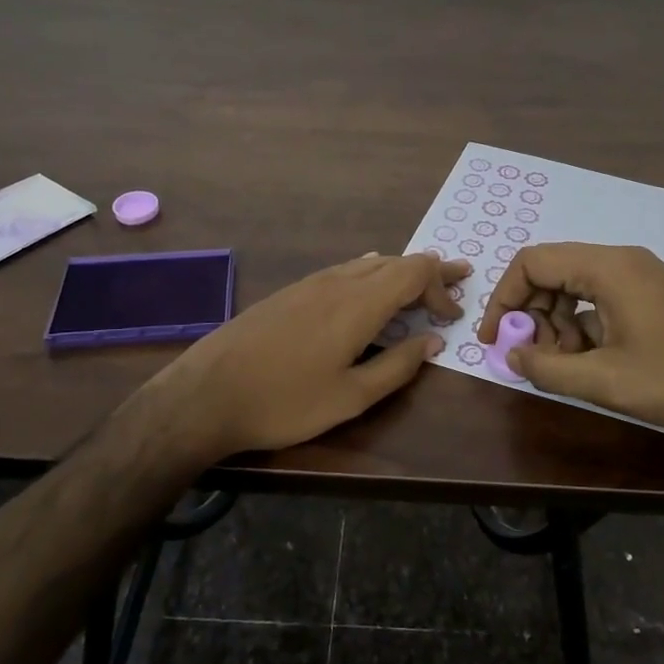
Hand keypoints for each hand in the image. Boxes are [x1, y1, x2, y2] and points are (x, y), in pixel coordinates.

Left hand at [139, 251, 467, 462]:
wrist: (207, 394)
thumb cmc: (285, 401)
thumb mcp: (351, 397)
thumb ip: (398, 366)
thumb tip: (433, 342)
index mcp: (358, 303)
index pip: (414, 272)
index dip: (441, 286)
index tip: (453, 315)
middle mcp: (338, 282)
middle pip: (395, 262)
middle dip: (429, 271)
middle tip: (456, 280)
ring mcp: (310, 283)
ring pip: (368, 264)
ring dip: (399, 272)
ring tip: (419, 285)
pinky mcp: (290, 293)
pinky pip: (344, 271)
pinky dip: (371, 276)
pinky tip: (368, 290)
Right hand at [479, 242, 663, 442]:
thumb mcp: (606, 381)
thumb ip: (549, 368)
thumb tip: (511, 354)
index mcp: (606, 268)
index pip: (532, 262)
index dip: (504, 298)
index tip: (495, 338)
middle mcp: (619, 261)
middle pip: (551, 272)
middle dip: (531, 314)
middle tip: (532, 357)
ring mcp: (638, 276)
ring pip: (574, 287)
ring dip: (556, 324)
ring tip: (564, 365)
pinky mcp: (650, 294)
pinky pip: (599, 299)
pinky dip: (582, 326)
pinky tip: (591, 362)